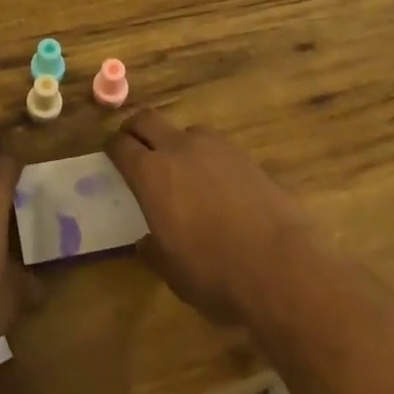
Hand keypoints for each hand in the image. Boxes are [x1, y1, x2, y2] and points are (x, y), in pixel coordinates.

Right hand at [107, 108, 319, 324]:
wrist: (282, 266)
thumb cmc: (216, 274)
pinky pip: (213, 146)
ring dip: (174, 143)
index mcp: (151, 174)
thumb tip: (144, 242)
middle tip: (135, 146)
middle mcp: (177, 148)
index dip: (113, 149)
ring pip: (183, 131)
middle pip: (147, 119)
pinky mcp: (242, 153)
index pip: (121, 146)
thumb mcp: (174, 274)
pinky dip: (206, 157)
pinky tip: (216, 184)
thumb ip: (153, 251)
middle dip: (136, 129)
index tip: (111, 156)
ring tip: (181, 170)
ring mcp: (213, 146)